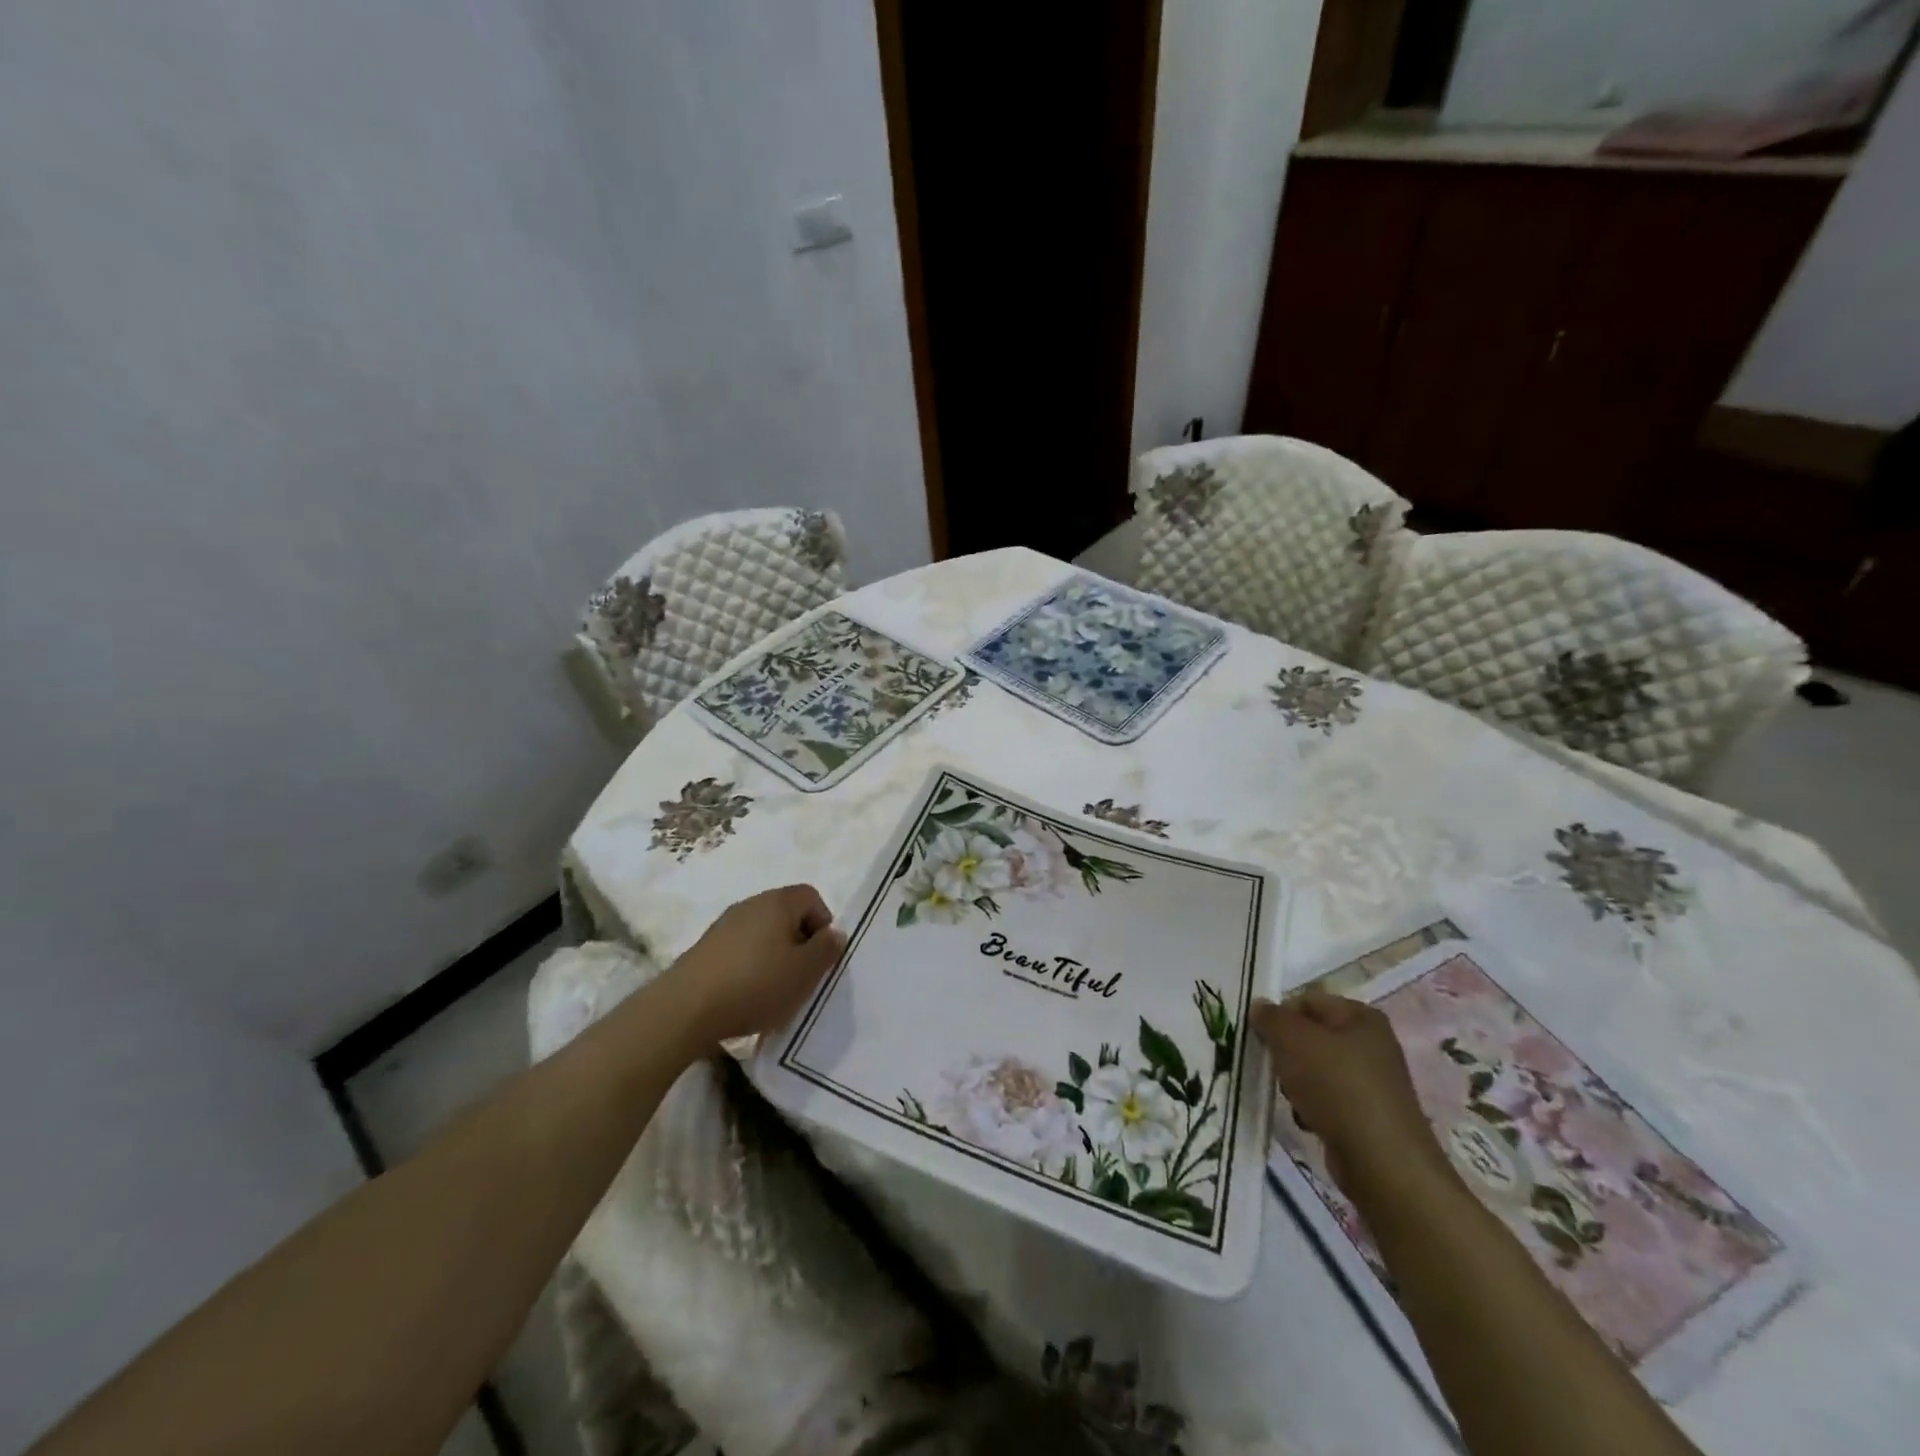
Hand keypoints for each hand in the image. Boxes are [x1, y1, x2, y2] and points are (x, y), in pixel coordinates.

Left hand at [665, 885, 846, 1045]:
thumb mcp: (805, 972)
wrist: (685, 1008)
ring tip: (773, 990)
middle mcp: (750, 904)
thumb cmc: (756, 985)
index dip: (823, 924)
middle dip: (799, 942)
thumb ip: (827, 949)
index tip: (820, 956)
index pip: (812, 896)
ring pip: (762, 932)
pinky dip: (749, 966)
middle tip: (801, 975)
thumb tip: (834, 933)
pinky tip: (745, 995)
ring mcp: (724, 925)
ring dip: (773, 956)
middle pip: (786, 914)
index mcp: (778, 902)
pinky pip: (740, 949)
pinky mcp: (705, 948)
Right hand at [1252, 989, 1449, 1197]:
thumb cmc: (1336, 1087)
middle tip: (1275, 1068)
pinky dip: (1312, 1107)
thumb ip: (1271, 1017)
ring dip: (1296, 1082)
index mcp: (1362, 1017)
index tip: (1260, 1037)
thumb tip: (1259, 1006)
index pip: (1307, 1001)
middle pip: (1311, 1036)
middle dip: (1287, 1052)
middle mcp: (1372, 1044)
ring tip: (1293, 1098)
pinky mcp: (1369, 1116)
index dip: (1279, 1016)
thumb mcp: (1292, 1040)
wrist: (1382, 1162)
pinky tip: (1308, 1120)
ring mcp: (1373, 1082)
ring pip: (1316, 1069)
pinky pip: (1328, 1100)